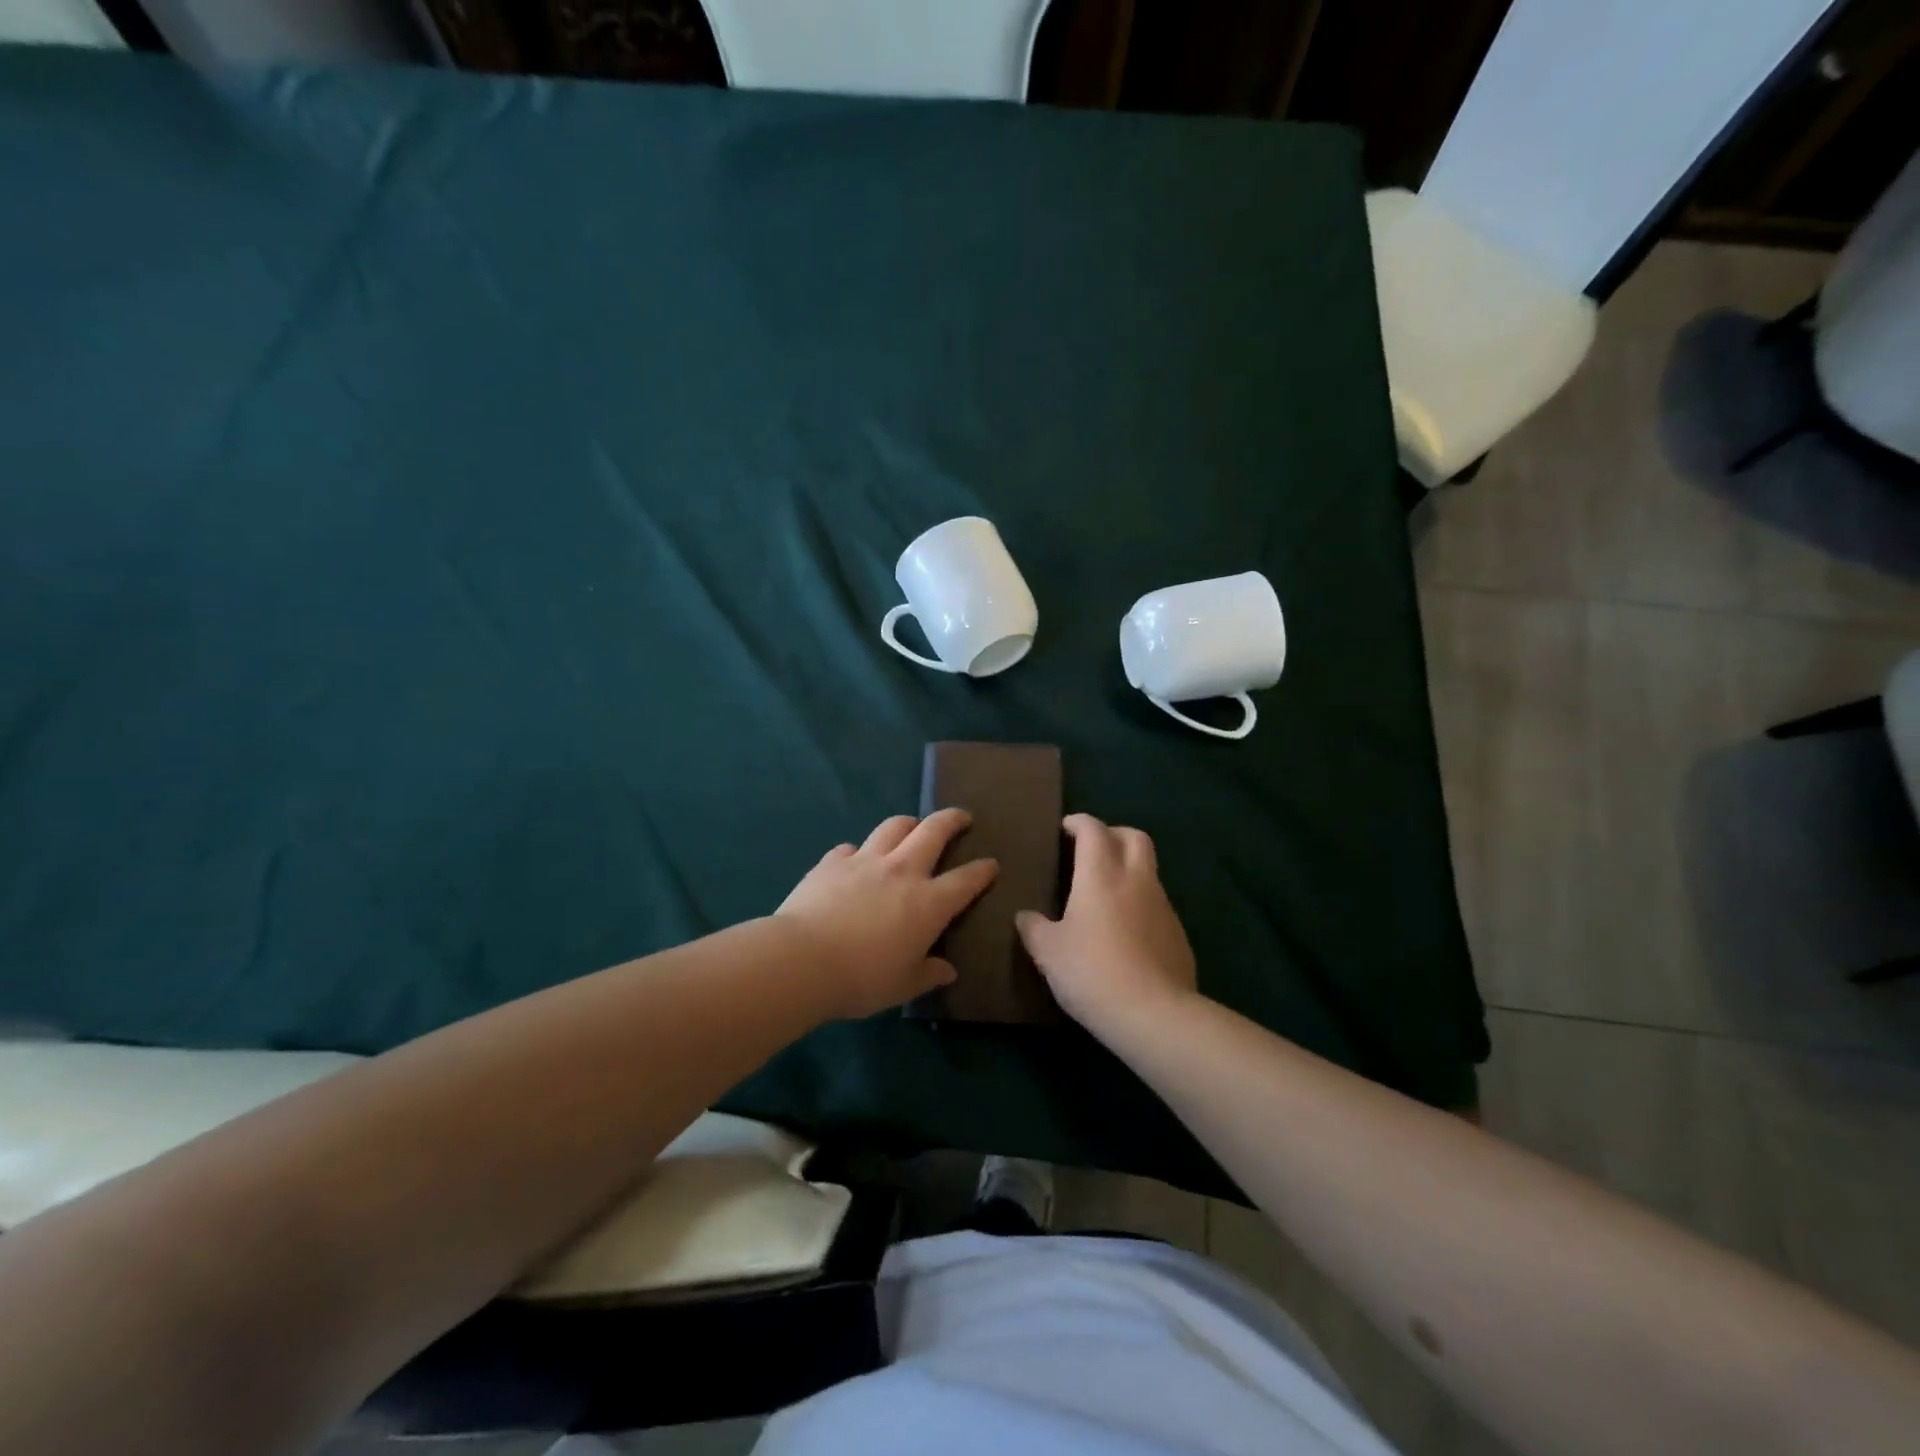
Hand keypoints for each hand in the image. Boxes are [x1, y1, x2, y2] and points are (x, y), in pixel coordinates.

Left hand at [776, 810, 998, 1019]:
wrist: (802, 960)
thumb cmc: (861, 979)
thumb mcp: (902, 986)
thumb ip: (928, 974)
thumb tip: (947, 970)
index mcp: (928, 903)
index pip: (966, 880)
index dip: (982, 870)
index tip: (991, 864)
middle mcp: (902, 871)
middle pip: (933, 831)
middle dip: (952, 820)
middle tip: (962, 817)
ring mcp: (865, 861)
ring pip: (894, 826)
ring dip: (909, 823)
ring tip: (913, 827)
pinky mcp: (832, 861)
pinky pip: (851, 848)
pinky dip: (859, 852)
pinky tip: (855, 860)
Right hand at [1016, 814, 1198, 1036]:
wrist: (1154, 1014)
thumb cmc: (1091, 972)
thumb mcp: (1048, 952)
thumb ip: (1034, 928)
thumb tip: (1025, 916)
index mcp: (1101, 874)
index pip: (1094, 830)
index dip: (1080, 823)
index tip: (1066, 828)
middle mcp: (1136, 880)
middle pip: (1134, 837)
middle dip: (1114, 834)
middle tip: (1093, 849)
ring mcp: (1163, 906)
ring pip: (1149, 871)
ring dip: (1129, 870)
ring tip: (1106, 894)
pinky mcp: (1179, 934)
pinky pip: (1158, 905)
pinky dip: (1141, 904)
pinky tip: (1126, 932)